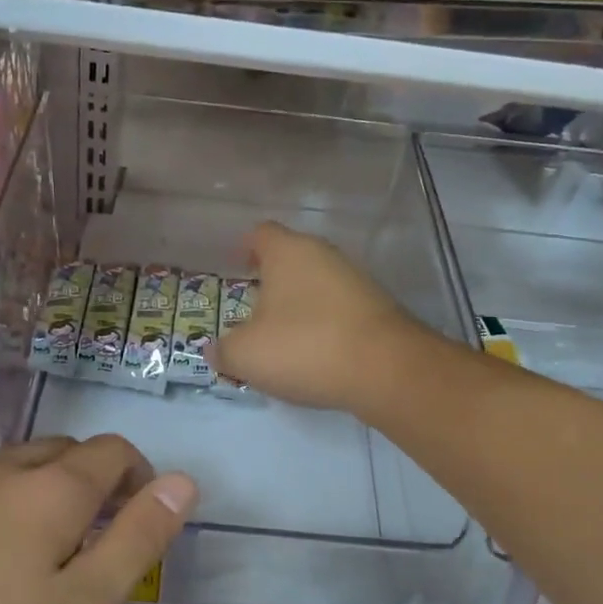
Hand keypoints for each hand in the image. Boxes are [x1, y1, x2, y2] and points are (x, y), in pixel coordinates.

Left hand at [0, 436, 195, 603]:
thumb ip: (138, 540)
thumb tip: (184, 480)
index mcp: (50, 488)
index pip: (114, 451)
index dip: (141, 477)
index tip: (144, 524)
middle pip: (65, 451)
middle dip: (95, 482)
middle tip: (99, 546)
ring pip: (17, 466)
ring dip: (47, 490)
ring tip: (46, 553)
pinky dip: (2, 504)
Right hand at [210, 221, 435, 411]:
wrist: (387, 370)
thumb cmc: (305, 347)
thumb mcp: (247, 355)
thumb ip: (224, 350)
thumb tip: (215, 350)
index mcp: (288, 251)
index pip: (261, 233)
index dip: (244, 247)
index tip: (235, 267)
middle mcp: (324, 255)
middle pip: (291, 258)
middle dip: (271, 281)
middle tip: (252, 309)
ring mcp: (356, 280)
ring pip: (316, 284)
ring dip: (298, 304)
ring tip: (282, 337)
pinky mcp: (378, 308)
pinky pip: (338, 308)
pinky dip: (323, 324)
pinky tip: (315, 353)